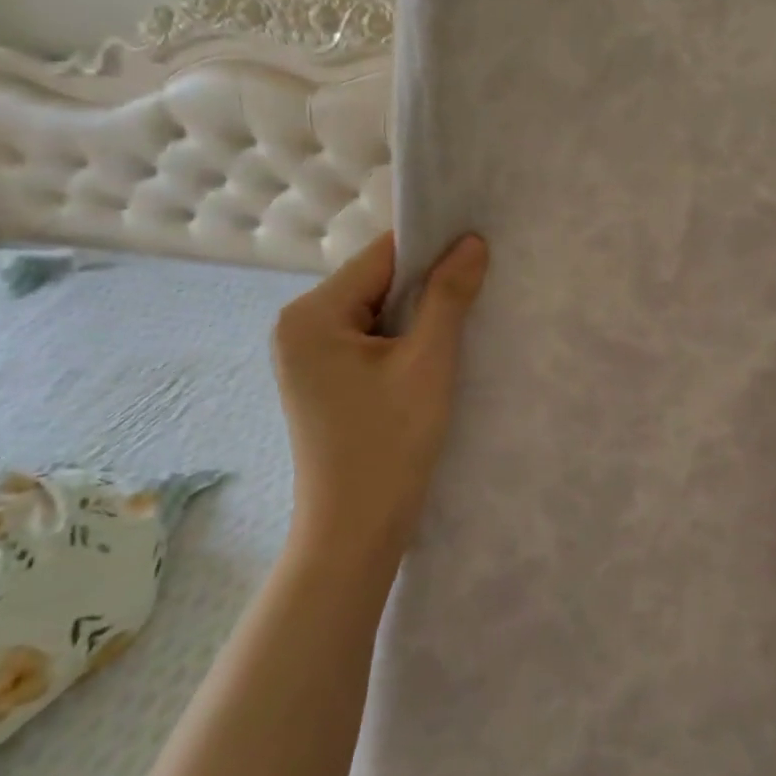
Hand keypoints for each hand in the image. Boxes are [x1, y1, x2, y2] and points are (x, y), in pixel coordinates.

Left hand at [271, 231, 487, 581]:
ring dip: (416, 315)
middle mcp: (297, 326)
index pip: (381, 257)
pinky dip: (401, 340)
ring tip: (462, 322)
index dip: (432, 249)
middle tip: (478, 288)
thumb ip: (449, 296)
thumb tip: (472, 241)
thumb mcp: (428, 363)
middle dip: (425, 285)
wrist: (354, 533)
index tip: (478, 248)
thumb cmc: (389, 445)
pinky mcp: (320, 379)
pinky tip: (432, 354)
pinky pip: (367, 339)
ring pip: (375, 311)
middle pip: (375, 282)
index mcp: (311, 314)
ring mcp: (305, 355)